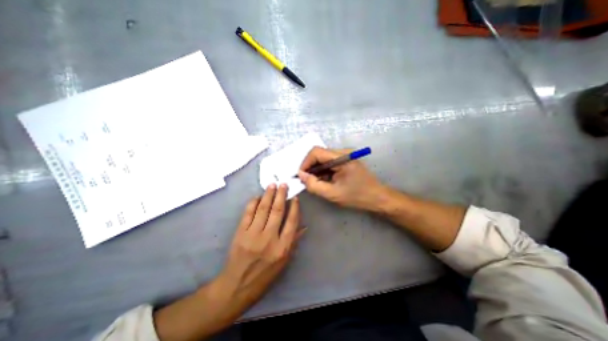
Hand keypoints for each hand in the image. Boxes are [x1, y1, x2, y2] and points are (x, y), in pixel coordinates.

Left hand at [152, 186, 303, 340]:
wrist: (237, 286)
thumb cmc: (264, 276)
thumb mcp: (284, 263)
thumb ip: (294, 242)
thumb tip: (304, 226)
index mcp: (282, 248)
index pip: (291, 222)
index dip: (294, 208)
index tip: (295, 198)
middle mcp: (269, 239)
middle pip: (277, 211)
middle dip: (281, 195)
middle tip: (283, 184)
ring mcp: (253, 235)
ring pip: (263, 209)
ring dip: (268, 195)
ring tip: (272, 185)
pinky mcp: (240, 233)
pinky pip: (248, 214)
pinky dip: (253, 203)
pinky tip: (257, 197)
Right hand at [298, 146, 383, 210]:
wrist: (377, 197)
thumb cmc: (357, 196)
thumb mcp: (333, 194)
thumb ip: (314, 185)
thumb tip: (301, 175)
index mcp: (341, 157)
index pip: (316, 152)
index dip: (305, 162)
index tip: (301, 176)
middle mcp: (343, 152)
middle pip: (319, 154)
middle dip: (310, 167)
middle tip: (306, 180)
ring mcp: (345, 155)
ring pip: (323, 158)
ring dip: (316, 169)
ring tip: (315, 182)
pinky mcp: (345, 160)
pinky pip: (329, 162)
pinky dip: (323, 170)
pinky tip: (324, 180)